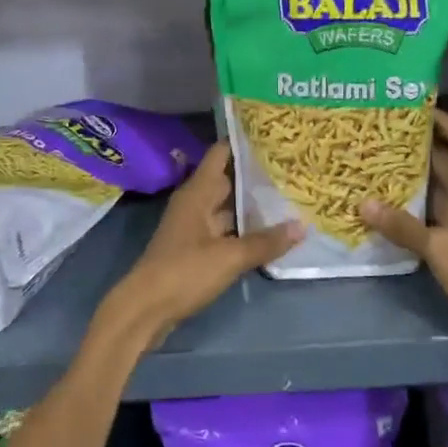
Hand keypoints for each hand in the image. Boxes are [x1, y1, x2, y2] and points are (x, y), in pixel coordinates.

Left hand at [95, 142, 299, 351]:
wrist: (145, 309)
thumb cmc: (184, 272)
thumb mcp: (229, 257)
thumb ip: (265, 242)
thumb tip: (301, 225)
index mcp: (198, 192)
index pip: (221, 154)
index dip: (245, 143)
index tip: (274, 137)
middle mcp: (195, 203)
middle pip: (228, 180)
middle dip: (257, 175)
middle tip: (293, 169)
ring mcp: (194, 227)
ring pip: (228, 208)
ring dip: (253, 205)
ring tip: (290, 197)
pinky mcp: (196, 249)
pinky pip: (225, 230)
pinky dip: (244, 229)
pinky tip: (270, 233)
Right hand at [360, 110, 447, 340]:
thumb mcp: (441, 249)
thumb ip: (403, 226)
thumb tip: (362, 203)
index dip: (442, 119)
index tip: (411, 106)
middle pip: (445, 158)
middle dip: (415, 145)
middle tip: (376, 133)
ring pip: (438, 185)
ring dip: (411, 175)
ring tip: (373, 161)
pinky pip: (434, 210)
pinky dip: (413, 204)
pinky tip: (385, 204)